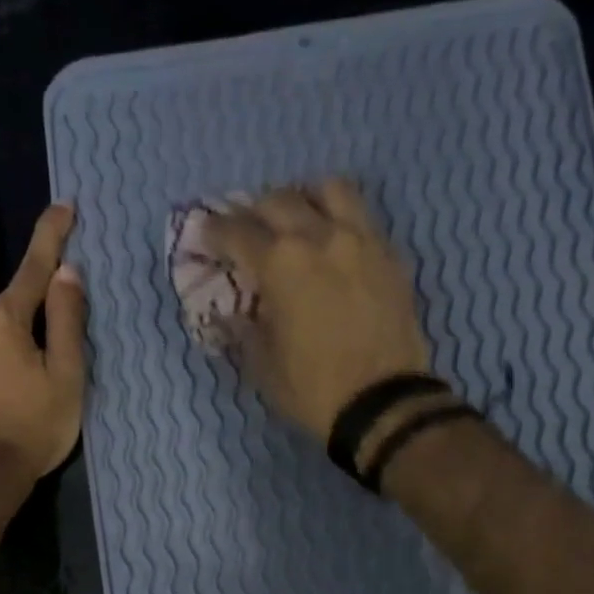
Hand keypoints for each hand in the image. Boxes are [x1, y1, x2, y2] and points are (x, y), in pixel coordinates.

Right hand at [203, 180, 431, 440]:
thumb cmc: (312, 388)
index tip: (204, 233)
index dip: (214, 231)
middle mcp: (319, 237)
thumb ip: (243, 328)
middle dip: (253, 211)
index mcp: (280, 264)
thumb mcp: (262, 365)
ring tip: (297, 219)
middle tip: (245, 230)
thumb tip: (231, 311)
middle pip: (279, 200)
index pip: (236, 232)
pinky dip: (339, 219)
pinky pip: (361, 217)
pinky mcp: (389, 255)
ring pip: (329, 190)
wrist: (382, 403)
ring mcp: (360, 240)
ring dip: (304, 198)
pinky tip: (332, 243)